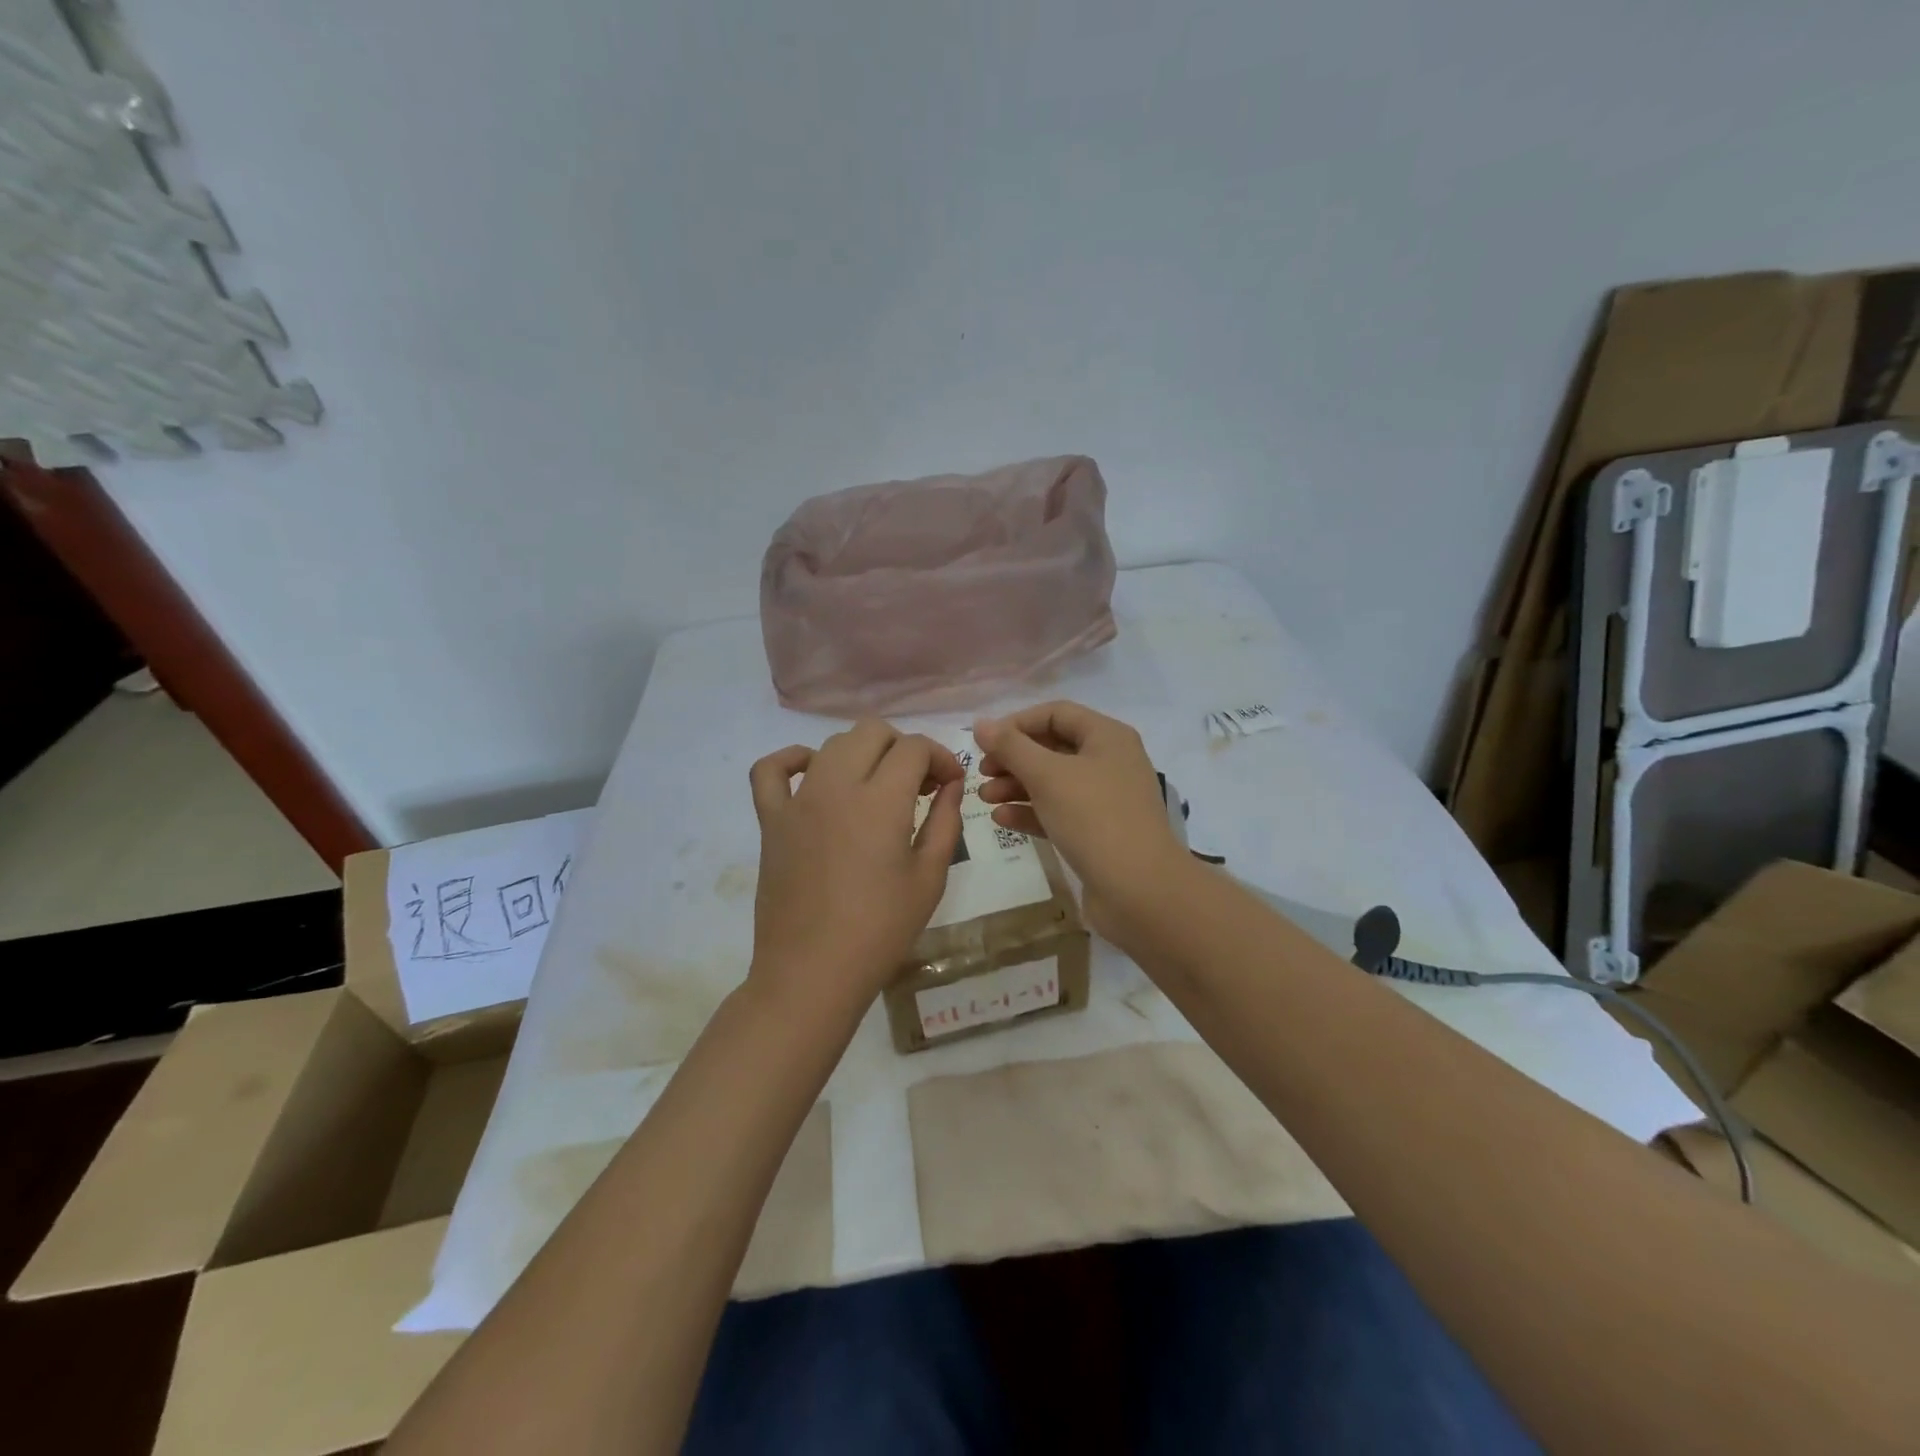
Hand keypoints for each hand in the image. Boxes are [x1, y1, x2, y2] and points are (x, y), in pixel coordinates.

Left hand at [748, 720, 963, 1025]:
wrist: (813, 972)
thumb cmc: (881, 930)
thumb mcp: (930, 878)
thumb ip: (945, 821)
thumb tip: (951, 785)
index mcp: (881, 800)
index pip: (914, 748)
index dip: (941, 757)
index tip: (950, 785)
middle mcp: (837, 786)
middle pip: (873, 732)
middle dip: (904, 747)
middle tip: (918, 785)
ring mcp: (798, 801)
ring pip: (831, 745)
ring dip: (863, 753)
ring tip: (878, 787)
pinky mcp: (771, 820)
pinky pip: (771, 770)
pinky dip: (792, 760)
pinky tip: (814, 774)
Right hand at [973, 701, 1189, 945]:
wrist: (1139, 890)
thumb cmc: (1094, 818)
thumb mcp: (1047, 776)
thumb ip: (1011, 747)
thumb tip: (981, 723)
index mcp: (1107, 737)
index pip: (1056, 713)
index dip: (1017, 723)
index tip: (985, 742)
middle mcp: (1109, 761)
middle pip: (1052, 748)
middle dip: (1013, 758)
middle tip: (982, 773)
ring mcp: (1105, 799)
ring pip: (1053, 782)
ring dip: (1016, 786)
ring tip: (985, 798)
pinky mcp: (1097, 832)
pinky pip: (1058, 812)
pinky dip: (1031, 812)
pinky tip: (1002, 819)